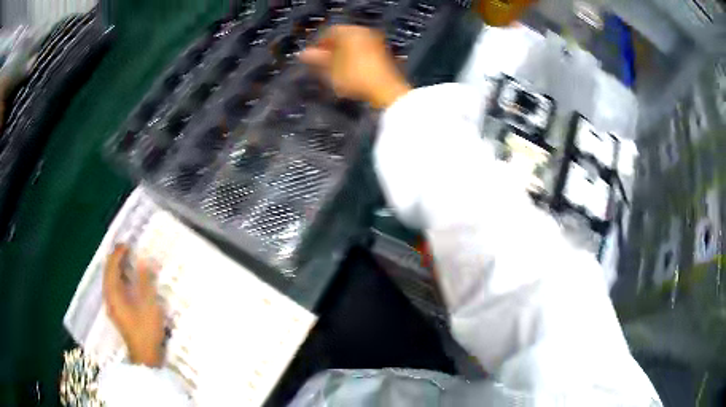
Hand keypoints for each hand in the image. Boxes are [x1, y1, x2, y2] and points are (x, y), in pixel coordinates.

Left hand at [103, 245, 164, 366]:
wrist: (144, 356)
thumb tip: (143, 261)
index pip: (112, 267)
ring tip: (125, 260)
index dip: (118, 254)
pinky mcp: (116, 312)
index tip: (127, 244)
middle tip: (125, 249)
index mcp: (114, 293)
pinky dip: (117, 279)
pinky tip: (125, 280)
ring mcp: (112, 305)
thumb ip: (145, 282)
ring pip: (109, 280)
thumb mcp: (149, 305)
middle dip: (115, 259)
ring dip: (116, 268)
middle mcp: (109, 297)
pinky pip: (113, 288)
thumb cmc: (146, 330)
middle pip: (108, 272)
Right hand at [299, 25, 410, 108]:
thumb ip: (316, 59)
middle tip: (320, 64)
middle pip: (341, 38)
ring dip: (341, 56)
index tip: (310, 57)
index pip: (328, 32)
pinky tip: (348, 73)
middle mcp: (364, 32)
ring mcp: (375, 43)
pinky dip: (353, 60)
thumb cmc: (355, 76)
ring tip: (332, 71)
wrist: (386, 90)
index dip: (317, 45)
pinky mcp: (383, 55)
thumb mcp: (331, 69)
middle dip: (329, 50)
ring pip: (352, 46)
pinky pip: (362, 53)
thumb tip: (303, 54)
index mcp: (350, 31)